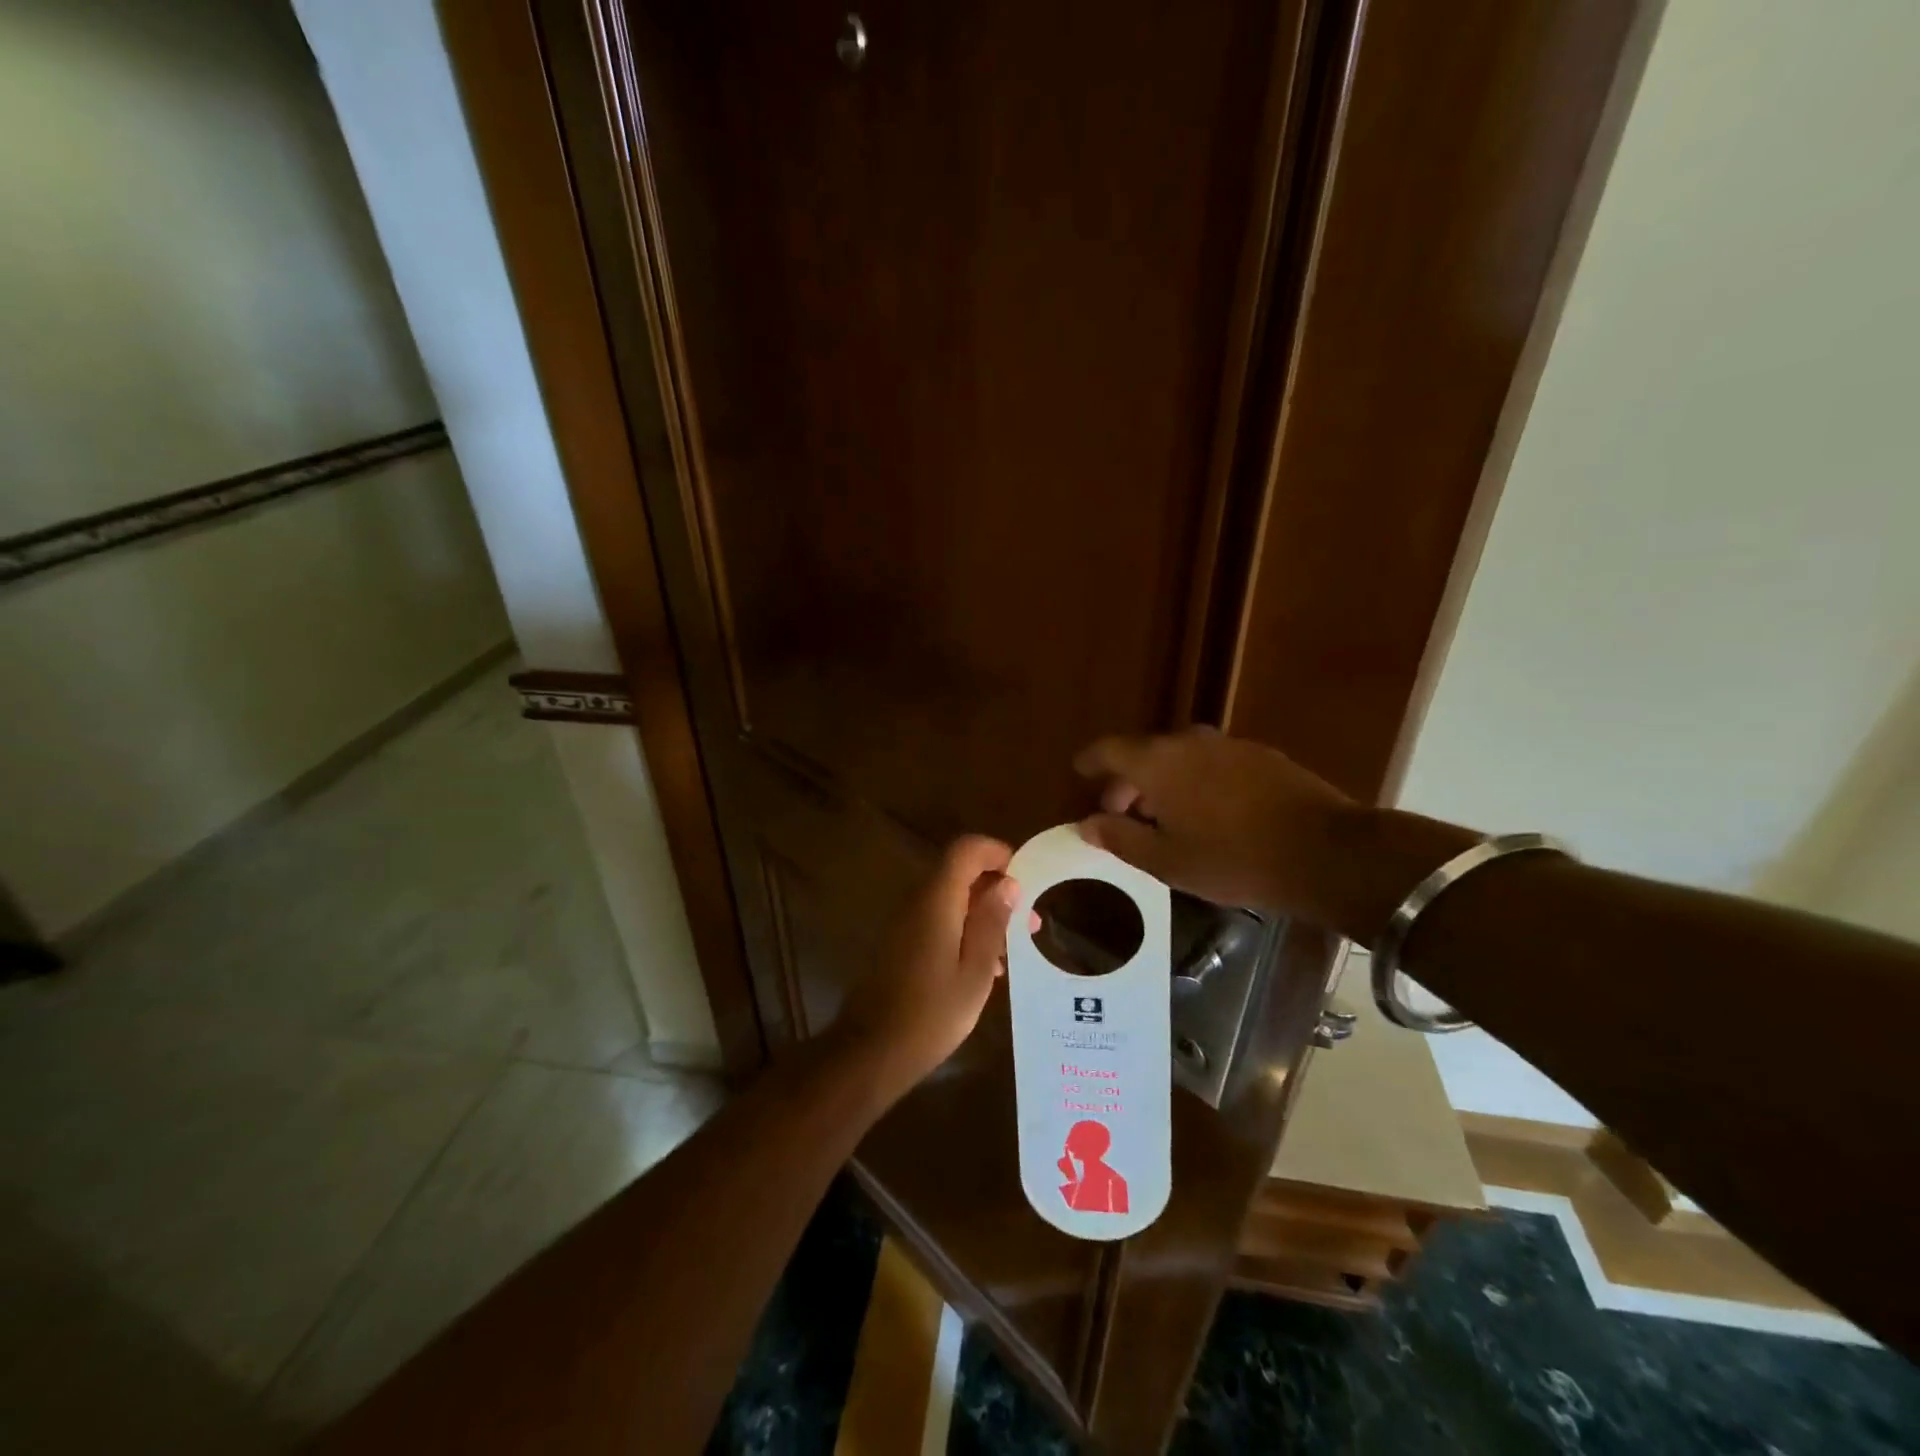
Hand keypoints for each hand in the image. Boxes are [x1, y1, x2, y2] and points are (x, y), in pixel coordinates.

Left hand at [834, 836, 1018, 1096]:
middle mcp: (917, 901)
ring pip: (951, 899)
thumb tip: (1009, 883)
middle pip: (959, 873)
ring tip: (1014, 949)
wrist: (871, 1051)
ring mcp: (905, 922)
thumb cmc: (931, 1014)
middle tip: (1029, 922)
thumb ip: (992, 923)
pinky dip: (965, 931)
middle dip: (997, 888)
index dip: (997, 853)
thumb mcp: (975, 972)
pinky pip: (938, 920)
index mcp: (937, 900)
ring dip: (983, 914)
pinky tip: (986, 968)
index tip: (1025, 877)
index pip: (966, 849)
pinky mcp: (900, 944)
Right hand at [1073, 727, 1357, 915]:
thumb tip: (1086, 824)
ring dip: (1164, 780)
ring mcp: (1229, 745)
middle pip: (1145, 753)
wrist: (1325, 852)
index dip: (1090, 761)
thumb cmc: (1232, 859)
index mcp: (1158, 763)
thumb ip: (1120, 838)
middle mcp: (1189, 742)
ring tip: (1164, 815)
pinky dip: (1197, 780)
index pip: (1109, 750)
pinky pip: (1213, 762)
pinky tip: (1209, 811)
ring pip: (1181, 757)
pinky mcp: (1262, 756)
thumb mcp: (1166, 861)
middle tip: (1122, 812)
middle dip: (1128, 780)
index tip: (1079, 772)